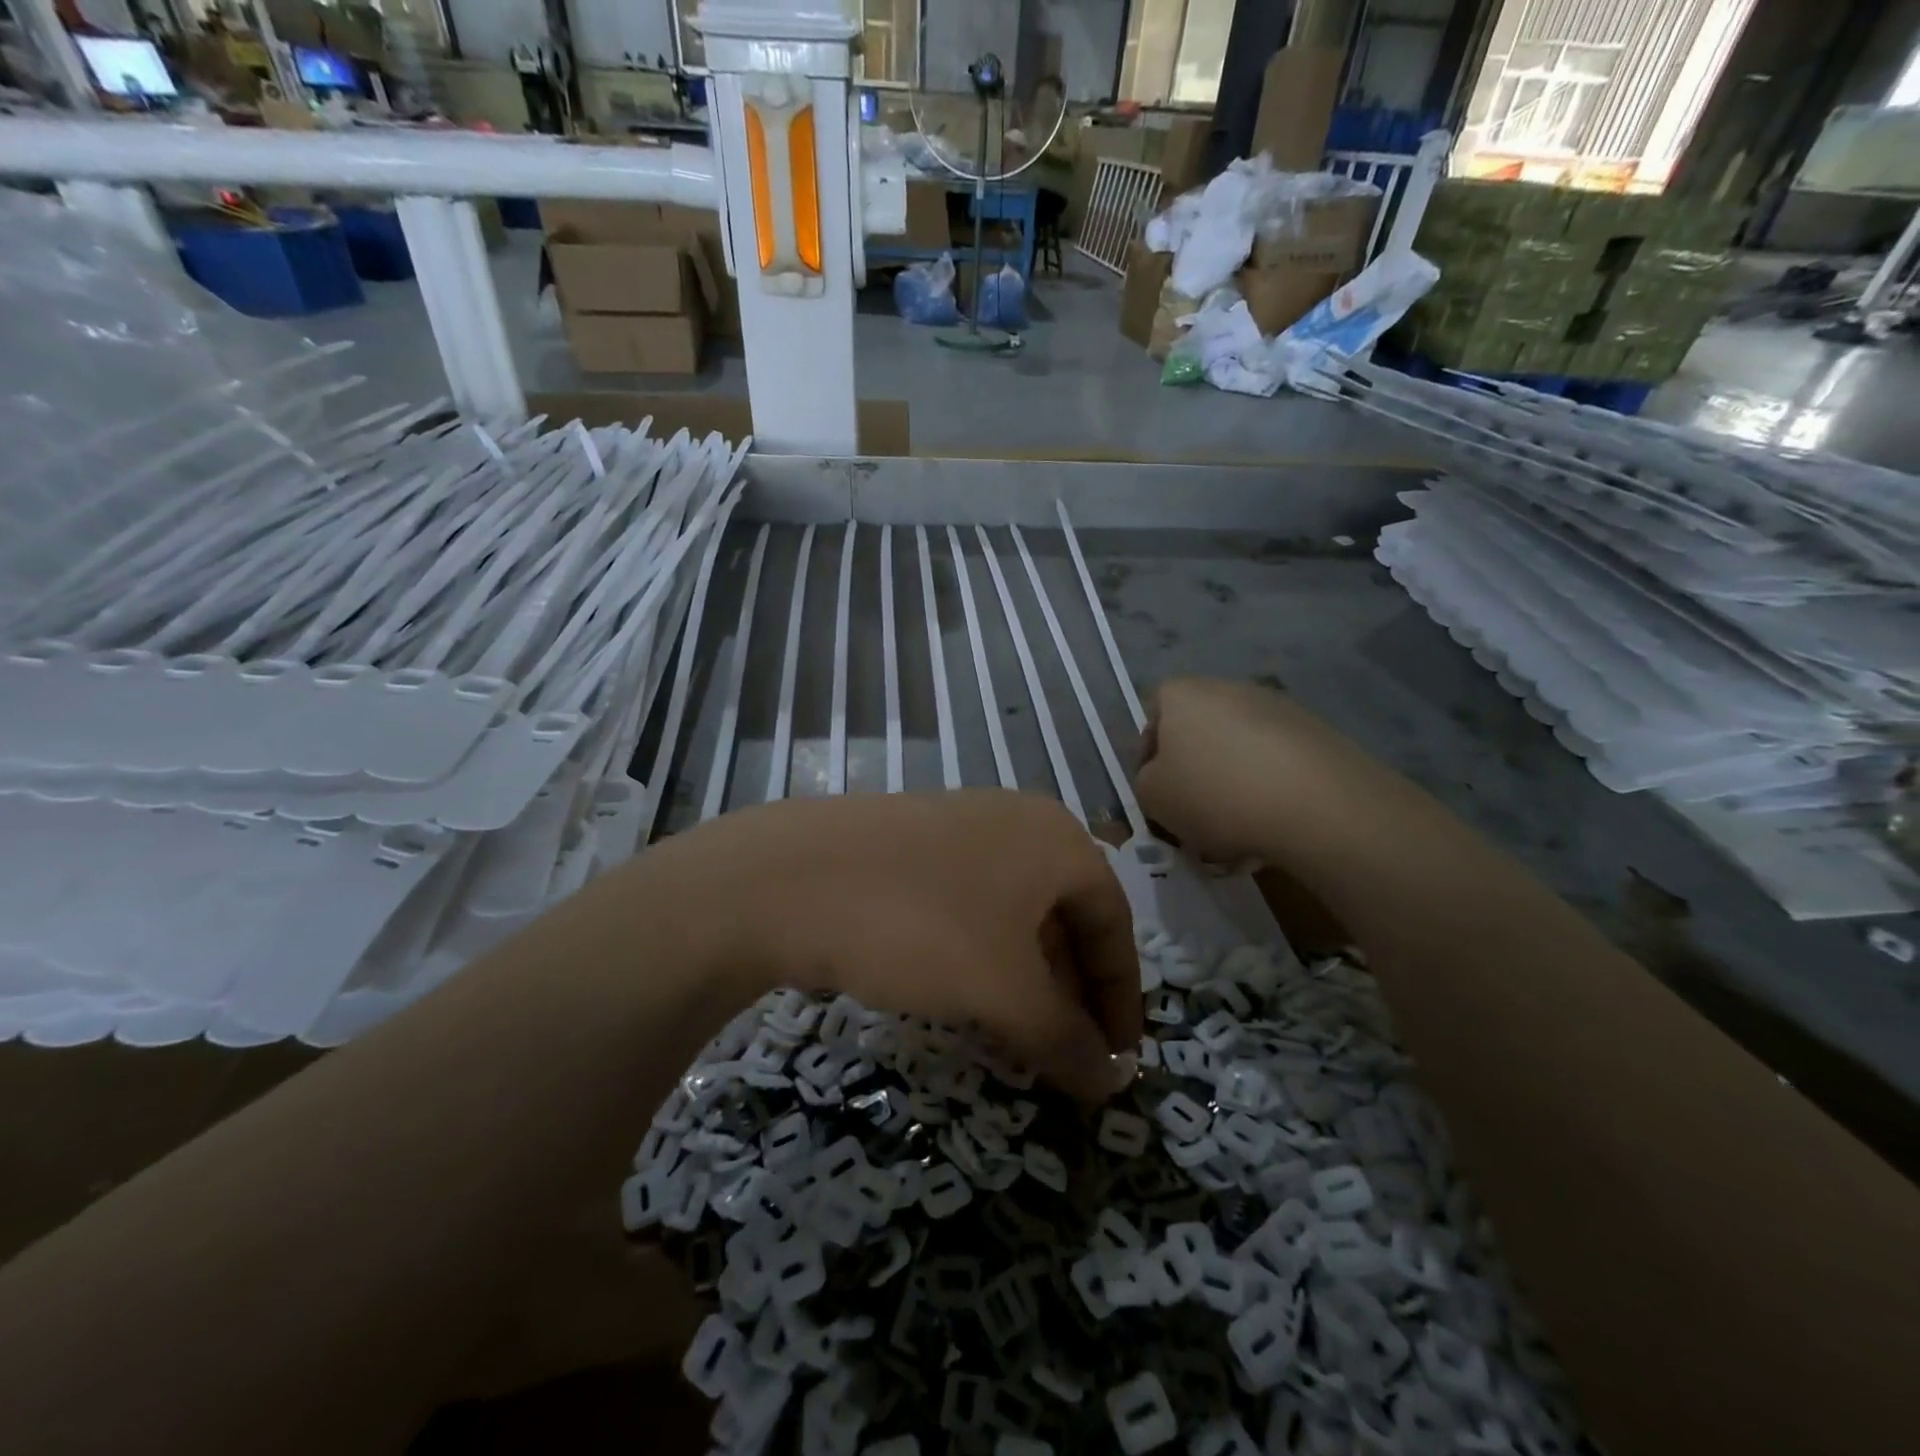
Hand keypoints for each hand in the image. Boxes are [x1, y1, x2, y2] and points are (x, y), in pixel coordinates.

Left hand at [640, 791, 1141, 1102]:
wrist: (789, 877)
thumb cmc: (921, 925)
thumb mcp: (1003, 991)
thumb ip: (1064, 1039)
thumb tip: (1110, 1084)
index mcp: (1057, 840)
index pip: (1114, 923)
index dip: (1121, 997)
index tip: (1116, 1061)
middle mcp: (1016, 822)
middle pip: (1065, 916)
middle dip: (1070, 992)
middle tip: (1063, 1056)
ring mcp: (958, 827)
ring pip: (1013, 913)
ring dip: (1025, 979)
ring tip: (1015, 1037)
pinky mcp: (911, 844)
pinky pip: (968, 905)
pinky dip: (980, 956)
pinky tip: (960, 995)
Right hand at [1136, 676, 1315, 863]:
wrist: (1317, 805)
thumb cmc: (1216, 794)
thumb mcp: (1153, 797)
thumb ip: (1146, 781)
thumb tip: (1164, 777)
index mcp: (1183, 694)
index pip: (1154, 712)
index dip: (1150, 752)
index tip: (1157, 788)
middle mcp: (1229, 687)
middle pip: (1200, 727)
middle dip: (1196, 765)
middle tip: (1195, 807)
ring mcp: (1279, 706)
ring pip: (1241, 744)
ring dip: (1234, 775)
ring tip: (1238, 821)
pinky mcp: (1318, 732)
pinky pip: (1278, 758)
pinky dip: (1271, 783)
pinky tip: (1274, 819)